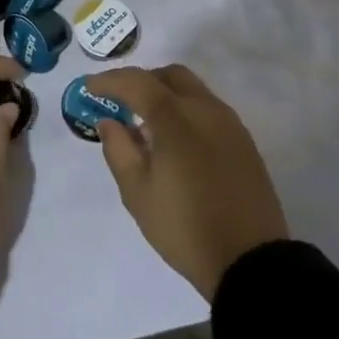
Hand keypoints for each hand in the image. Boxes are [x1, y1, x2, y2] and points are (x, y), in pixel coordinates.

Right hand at [89, 65, 287, 300]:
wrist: (250, 262)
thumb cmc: (184, 226)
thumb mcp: (137, 192)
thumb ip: (118, 149)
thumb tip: (109, 121)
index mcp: (175, 117)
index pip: (136, 82)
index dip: (108, 81)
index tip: (89, 88)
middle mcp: (205, 109)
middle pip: (169, 75)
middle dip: (142, 81)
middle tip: (121, 103)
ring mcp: (230, 124)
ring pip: (193, 90)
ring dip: (166, 95)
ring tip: (148, 127)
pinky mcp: (245, 142)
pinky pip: (209, 110)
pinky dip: (187, 112)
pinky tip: (177, 143)